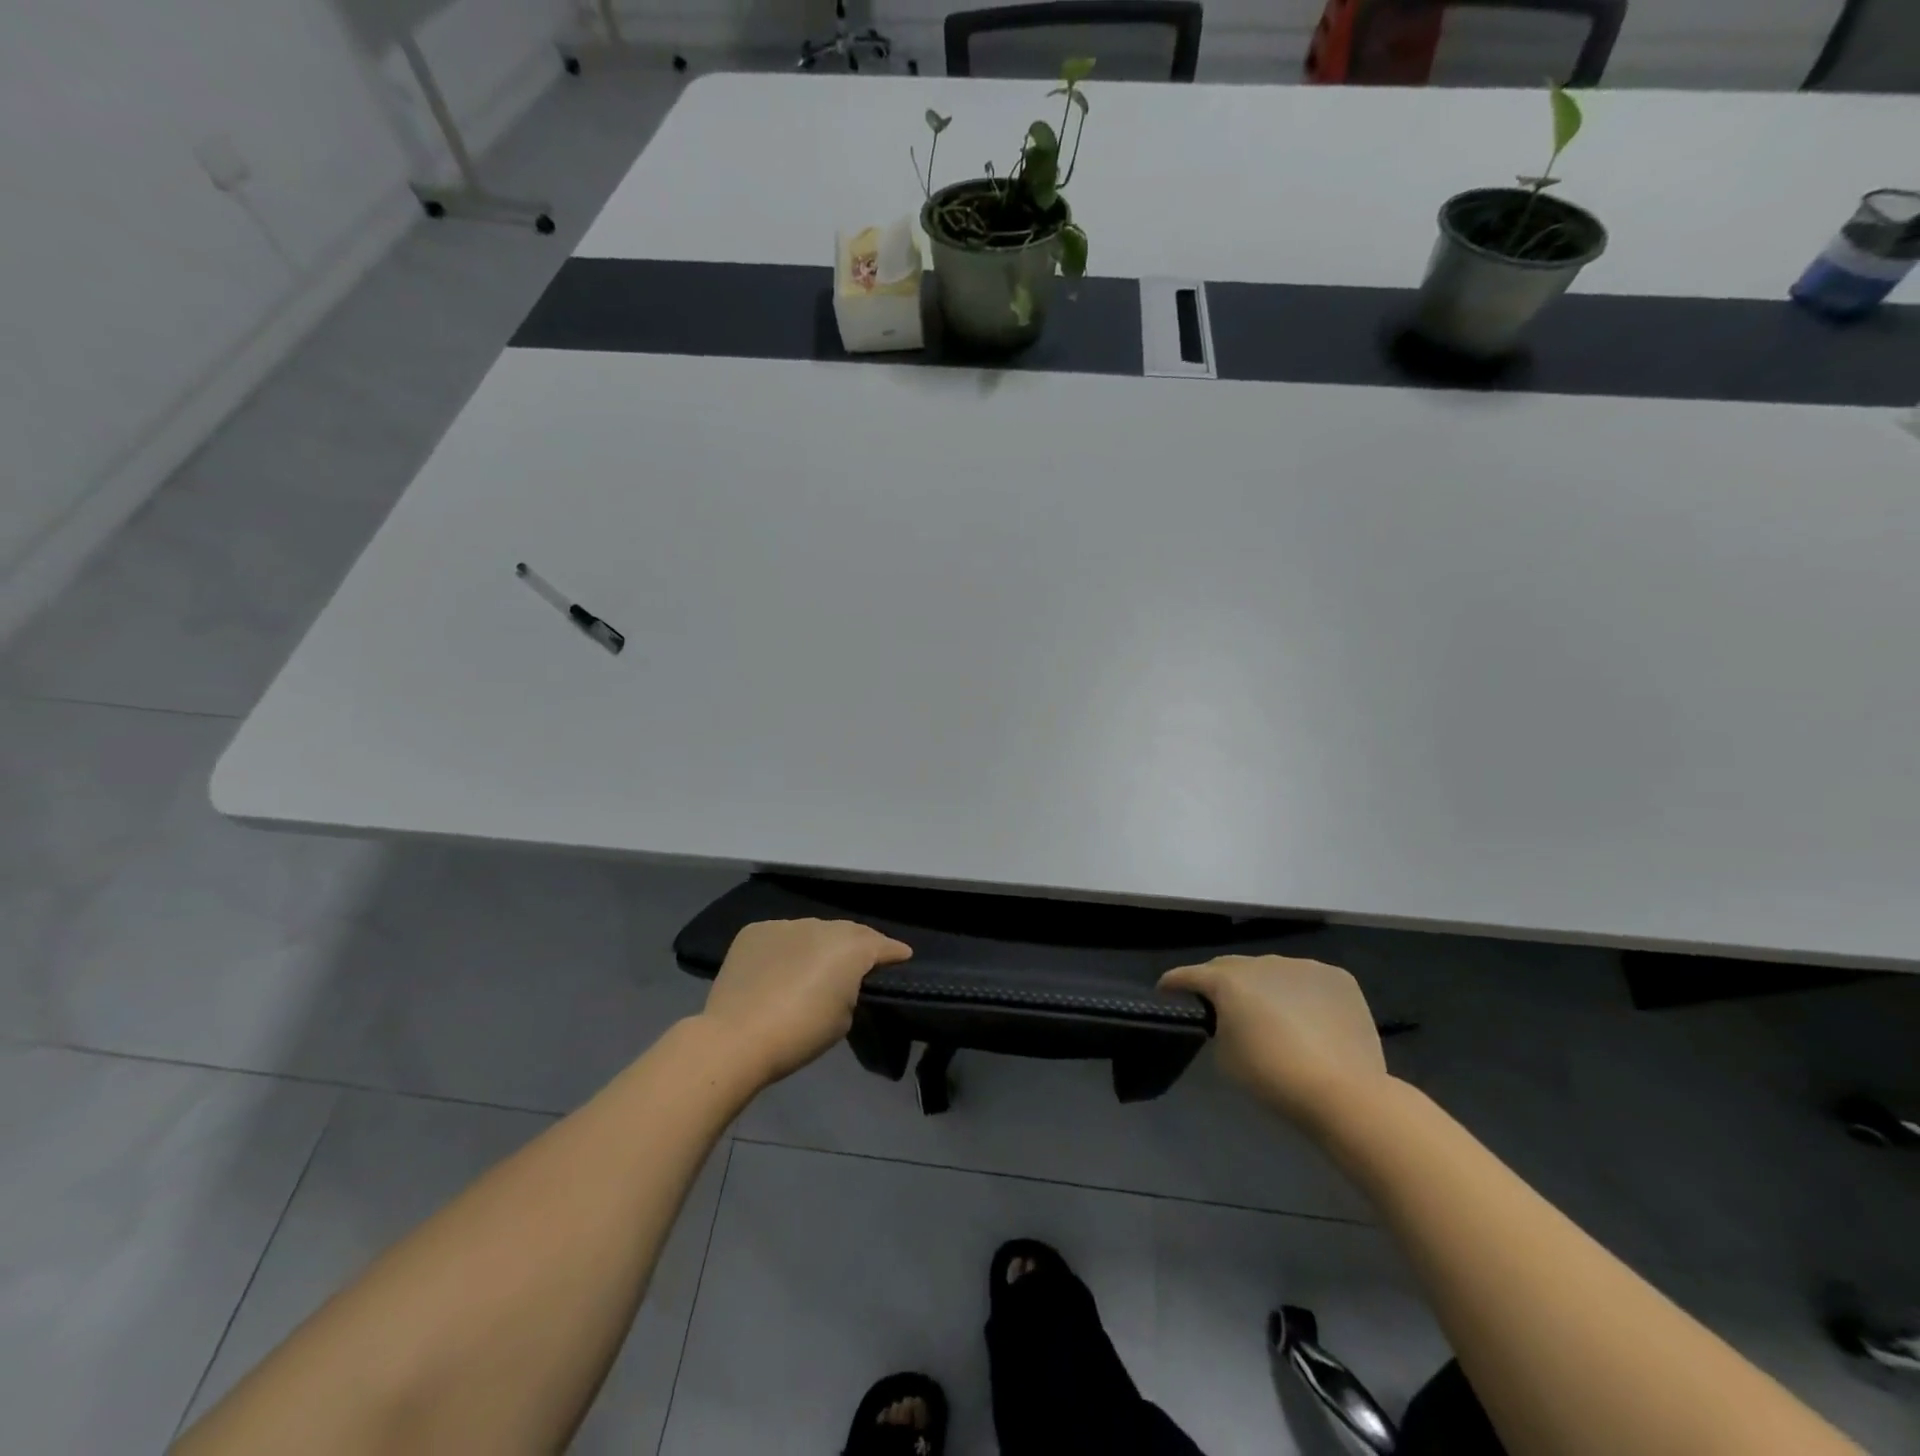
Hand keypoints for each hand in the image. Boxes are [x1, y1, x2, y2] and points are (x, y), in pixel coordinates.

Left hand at [700, 919, 912, 1084]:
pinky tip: (781, 967)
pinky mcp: (755, 931)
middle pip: (848, 932)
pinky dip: (787, 948)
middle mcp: (821, 926)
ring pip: (812, 931)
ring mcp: (785, 925)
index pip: (881, 945)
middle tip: (861, 963)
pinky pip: (781, 936)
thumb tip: (842, 981)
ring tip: (817, 965)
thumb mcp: (844, 1017)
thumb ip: (851, 989)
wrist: (736, 1038)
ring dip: (819, 945)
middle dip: (858, 945)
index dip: (894, 952)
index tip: (903, 956)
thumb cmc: (800, 1034)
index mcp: (850, 947)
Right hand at [1159, 954, 1387, 1124]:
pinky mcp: (1337, 978)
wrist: (1344, 1093)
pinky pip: (1308, 980)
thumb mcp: (1225, 1055)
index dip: (1173, 984)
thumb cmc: (1273, 1077)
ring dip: (1265, 987)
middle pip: (1231, 967)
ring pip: (1273, 971)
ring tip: (1272, 1014)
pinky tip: (1309, 1019)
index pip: (1189, 975)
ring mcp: (1303, 965)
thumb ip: (1218, 1026)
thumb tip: (1227, 1018)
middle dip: (1221, 983)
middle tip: (1219, 1007)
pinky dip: (1302, 993)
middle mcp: (1262, 961)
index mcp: (1227, 979)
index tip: (1165, 993)